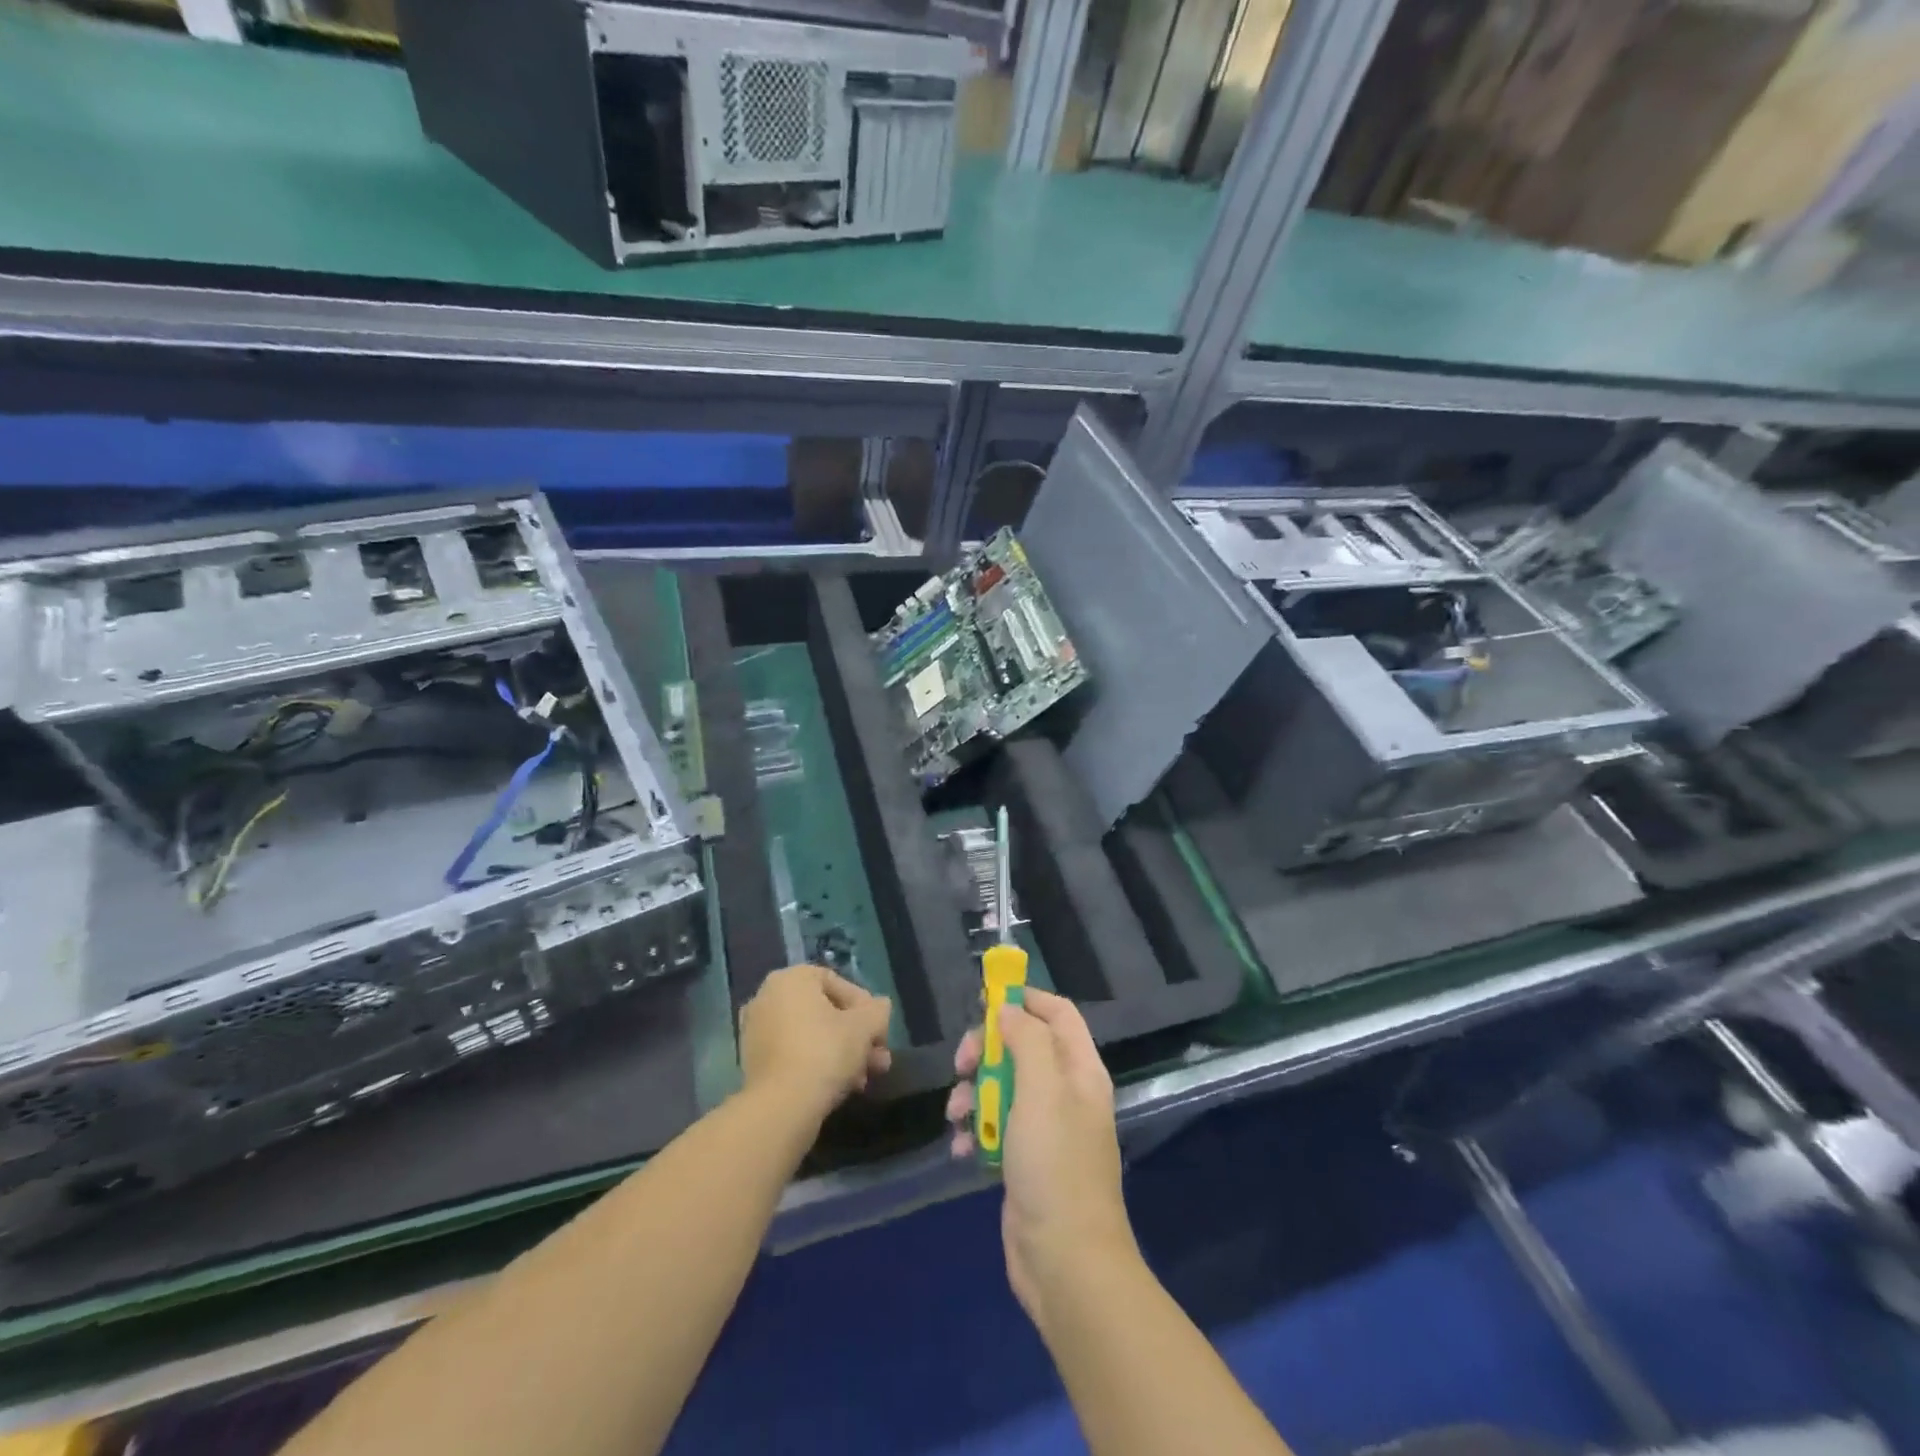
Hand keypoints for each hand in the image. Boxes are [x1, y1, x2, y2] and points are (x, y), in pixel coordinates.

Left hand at [740, 964, 892, 1122]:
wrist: (781, 1106)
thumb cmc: (825, 1051)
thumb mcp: (865, 1026)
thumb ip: (878, 1011)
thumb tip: (880, 1007)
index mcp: (791, 978)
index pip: (838, 983)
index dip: (865, 1007)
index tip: (879, 1030)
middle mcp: (767, 997)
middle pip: (825, 1012)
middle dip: (857, 1036)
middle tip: (878, 1059)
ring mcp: (756, 1031)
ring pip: (812, 1036)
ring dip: (842, 1053)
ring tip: (865, 1079)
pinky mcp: (753, 1063)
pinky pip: (794, 1054)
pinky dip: (818, 1064)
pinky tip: (842, 1087)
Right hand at [946, 989, 1137, 1327]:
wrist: (1064, 1263)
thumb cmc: (1055, 1165)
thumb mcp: (1041, 1090)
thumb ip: (1026, 1040)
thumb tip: (1009, 1009)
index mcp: (1080, 1070)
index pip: (1057, 1013)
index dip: (1024, 999)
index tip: (985, 1000)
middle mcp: (1065, 1092)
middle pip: (1022, 1047)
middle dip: (986, 1051)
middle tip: (962, 1064)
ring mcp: (1045, 1128)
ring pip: (1002, 1086)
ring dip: (974, 1094)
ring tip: (958, 1117)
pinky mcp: (1024, 1160)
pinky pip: (995, 1127)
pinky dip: (976, 1130)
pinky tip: (964, 1148)